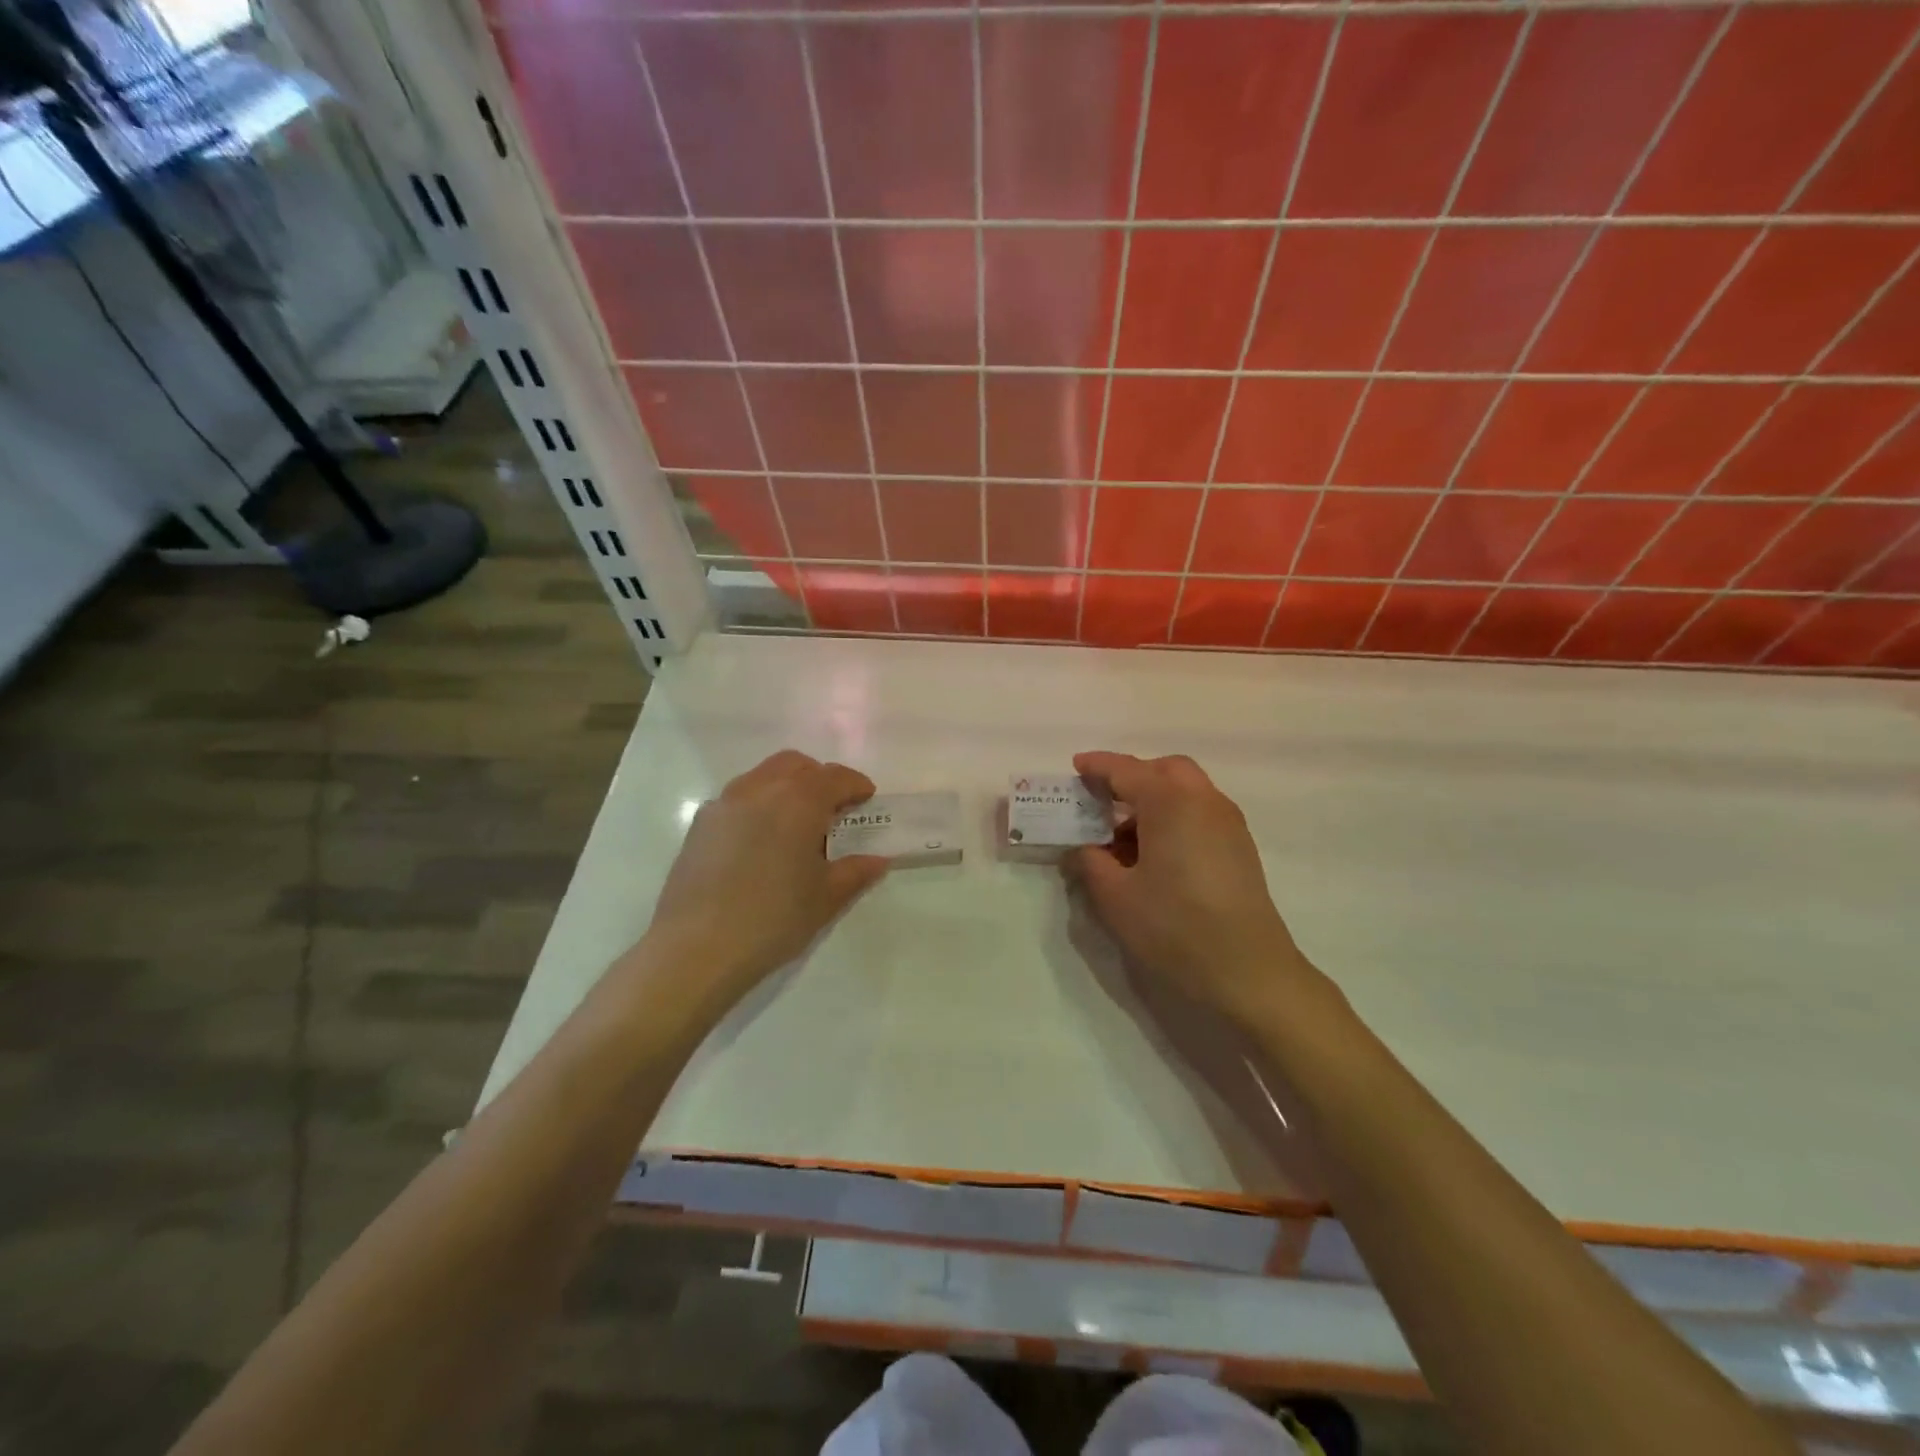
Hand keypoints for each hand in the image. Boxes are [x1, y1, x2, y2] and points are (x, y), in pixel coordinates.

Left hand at [642, 751, 887, 1013]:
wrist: (697, 948)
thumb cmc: (774, 919)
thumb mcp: (826, 899)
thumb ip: (855, 872)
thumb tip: (878, 860)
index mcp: (799, 801)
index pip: (835, 777)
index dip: (856, 785)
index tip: (867, 799)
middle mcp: (761, 789)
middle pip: (796, 765)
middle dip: (819, 778)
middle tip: (833, 808)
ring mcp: (725, 803)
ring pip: (763, 776)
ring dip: (786, 787)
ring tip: (795, 823)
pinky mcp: (700, 824)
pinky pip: (738, 799)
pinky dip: (758, 805)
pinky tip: (760, 841)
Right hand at [1064, 751, 1321, 1029]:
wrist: (1249, 972)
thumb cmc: (1174, 927)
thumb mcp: (1115, 896)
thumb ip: (1090, 862)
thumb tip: (1081, 848)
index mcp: (1170, 802)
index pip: (1126, 770)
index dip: (1097, 766)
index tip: (1075, 767)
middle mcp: (1203, 801)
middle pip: (1164, 770)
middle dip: (1132, 776)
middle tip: (1103, 801)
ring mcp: (1228, 824)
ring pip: (1187, 791)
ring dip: (1154, 799)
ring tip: (1124, 837)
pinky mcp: (1240, 848)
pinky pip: (1201, 813)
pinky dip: (1175, 817)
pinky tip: (1156, 854)